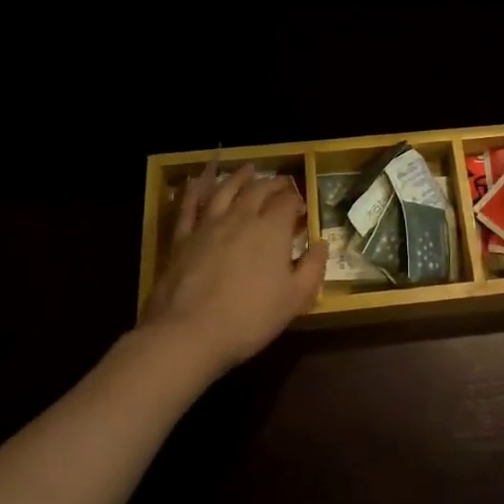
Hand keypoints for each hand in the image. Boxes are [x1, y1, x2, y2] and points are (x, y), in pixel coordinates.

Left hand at [142, 164, 327, 374]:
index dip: (297, 201)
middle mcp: (241, 216)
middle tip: (281, 184)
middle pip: (259, 190)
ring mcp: (208, 224)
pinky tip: (195, 180)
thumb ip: (313, 268)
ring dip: (239, 177)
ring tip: (248, 169)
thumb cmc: (249, 318)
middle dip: (273, 184)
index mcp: (271, 229)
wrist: (188, 333)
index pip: (288, 202)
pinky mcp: (182, 237)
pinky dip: (194, 189)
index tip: (302, 209)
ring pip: (225, 189)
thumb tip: (322, 243)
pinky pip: (188, 205)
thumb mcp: (295, 299)